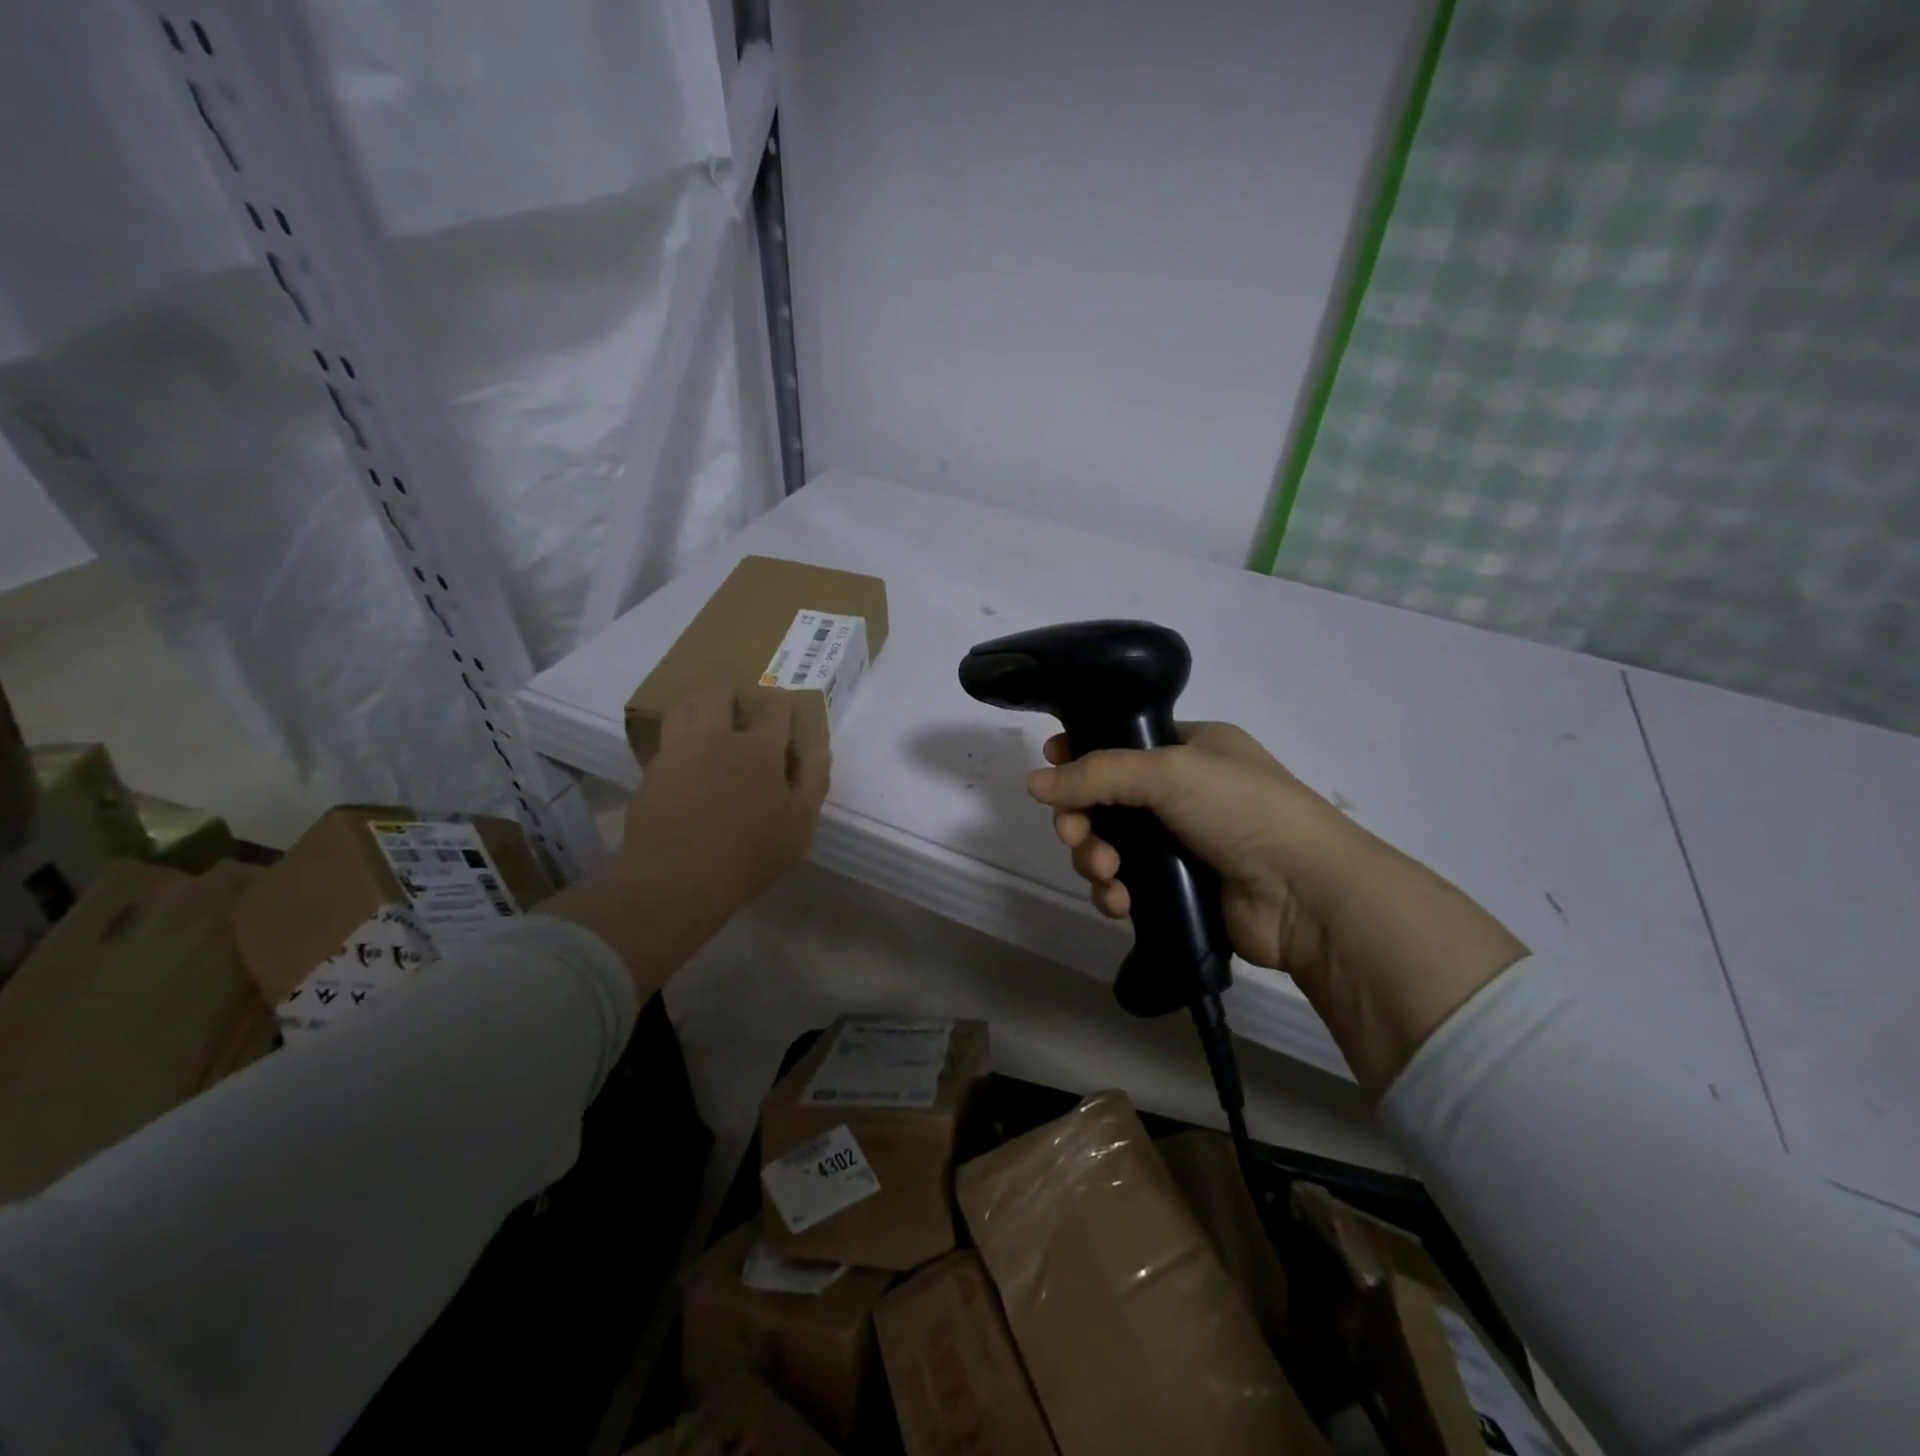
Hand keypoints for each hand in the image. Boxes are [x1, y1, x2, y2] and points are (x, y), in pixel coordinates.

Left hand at [624, 685, 829, 906]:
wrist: (676, 878)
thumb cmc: (749, 854)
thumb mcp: (799, 825)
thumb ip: (813, 782)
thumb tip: (820, 750)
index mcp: (759, 749)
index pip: (774, 708)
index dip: (782, 703)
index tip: (785, 705)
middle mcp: (716, 738)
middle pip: (719, 694)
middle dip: (732, 694)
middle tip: (740, 709)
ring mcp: (678, 751)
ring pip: (685, 708)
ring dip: (699, 706)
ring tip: (708, 722)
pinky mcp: (651, 771)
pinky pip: (665, 739)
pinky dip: (678, 738)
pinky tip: (685, 757)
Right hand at [1030, 723, 1355, 980]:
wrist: (1306, 893)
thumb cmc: (1241, 809)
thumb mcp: (1168, 771)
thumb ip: (1097, 773)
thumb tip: (1034, 782)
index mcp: (1189, 749)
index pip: (1120, 744)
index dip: (1082, 755)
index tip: (1052, 769)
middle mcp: (1182, 793)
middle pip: (1105, 800)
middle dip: (1082, 818)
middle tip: (1075, 833)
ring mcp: (1180, 843)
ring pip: (1110, 845)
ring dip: (1095, 859)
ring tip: (1106, 874)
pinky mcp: (1177, 889)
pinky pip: (1126, 885)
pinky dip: (1114, 893)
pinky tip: (1119, 902)